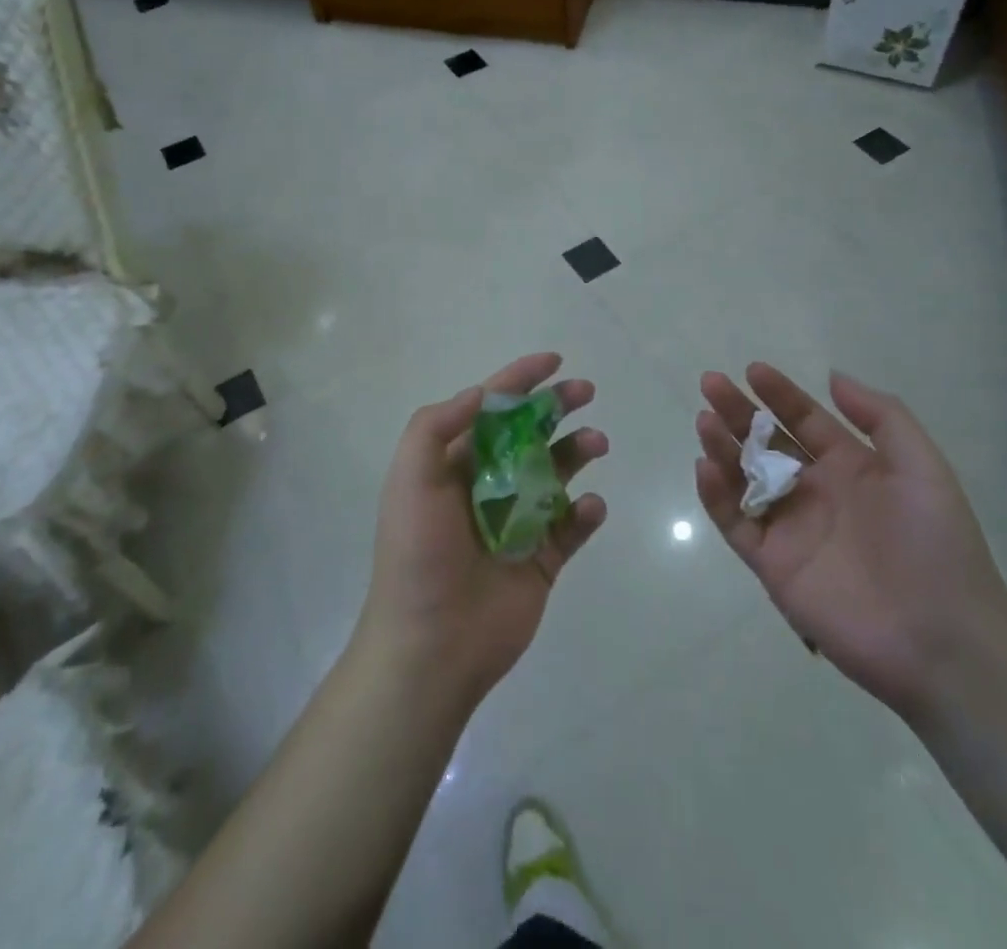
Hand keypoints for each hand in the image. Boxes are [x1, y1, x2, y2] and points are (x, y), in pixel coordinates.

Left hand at [357, 353, 609, 708]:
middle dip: (557, 408)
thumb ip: (436, 425)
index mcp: (454, 465)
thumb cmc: (419, 553)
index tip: (555, 361)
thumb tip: (480, 394)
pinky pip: (572, 526)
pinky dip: (587, 512)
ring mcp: (518, 523)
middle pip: (530, 434)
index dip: (520, 380)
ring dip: (578, 452)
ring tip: (596, 443)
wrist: (432, 645)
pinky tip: (590, 507)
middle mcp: (488, 486)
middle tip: (586, 392)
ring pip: (558, 474)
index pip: (491, 410)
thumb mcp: (411, 477)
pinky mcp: (542, 560)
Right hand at [694, 363, 1006, 721]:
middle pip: (767, 443)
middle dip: (739, 412)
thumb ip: (882, 417)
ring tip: (705, 420)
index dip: (780, 394)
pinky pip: (736, 524)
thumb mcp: (922, 469)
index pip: (806, 421)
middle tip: (711, 383)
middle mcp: (816, 492)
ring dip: (722, 447)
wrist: (942, 642)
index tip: (752, 370)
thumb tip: (833, 376)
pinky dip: (716, 496)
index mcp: (851, 468)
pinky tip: (706, 467)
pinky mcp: (773, 565)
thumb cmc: (935, 546)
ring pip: (744, 478)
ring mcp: (791, 529)